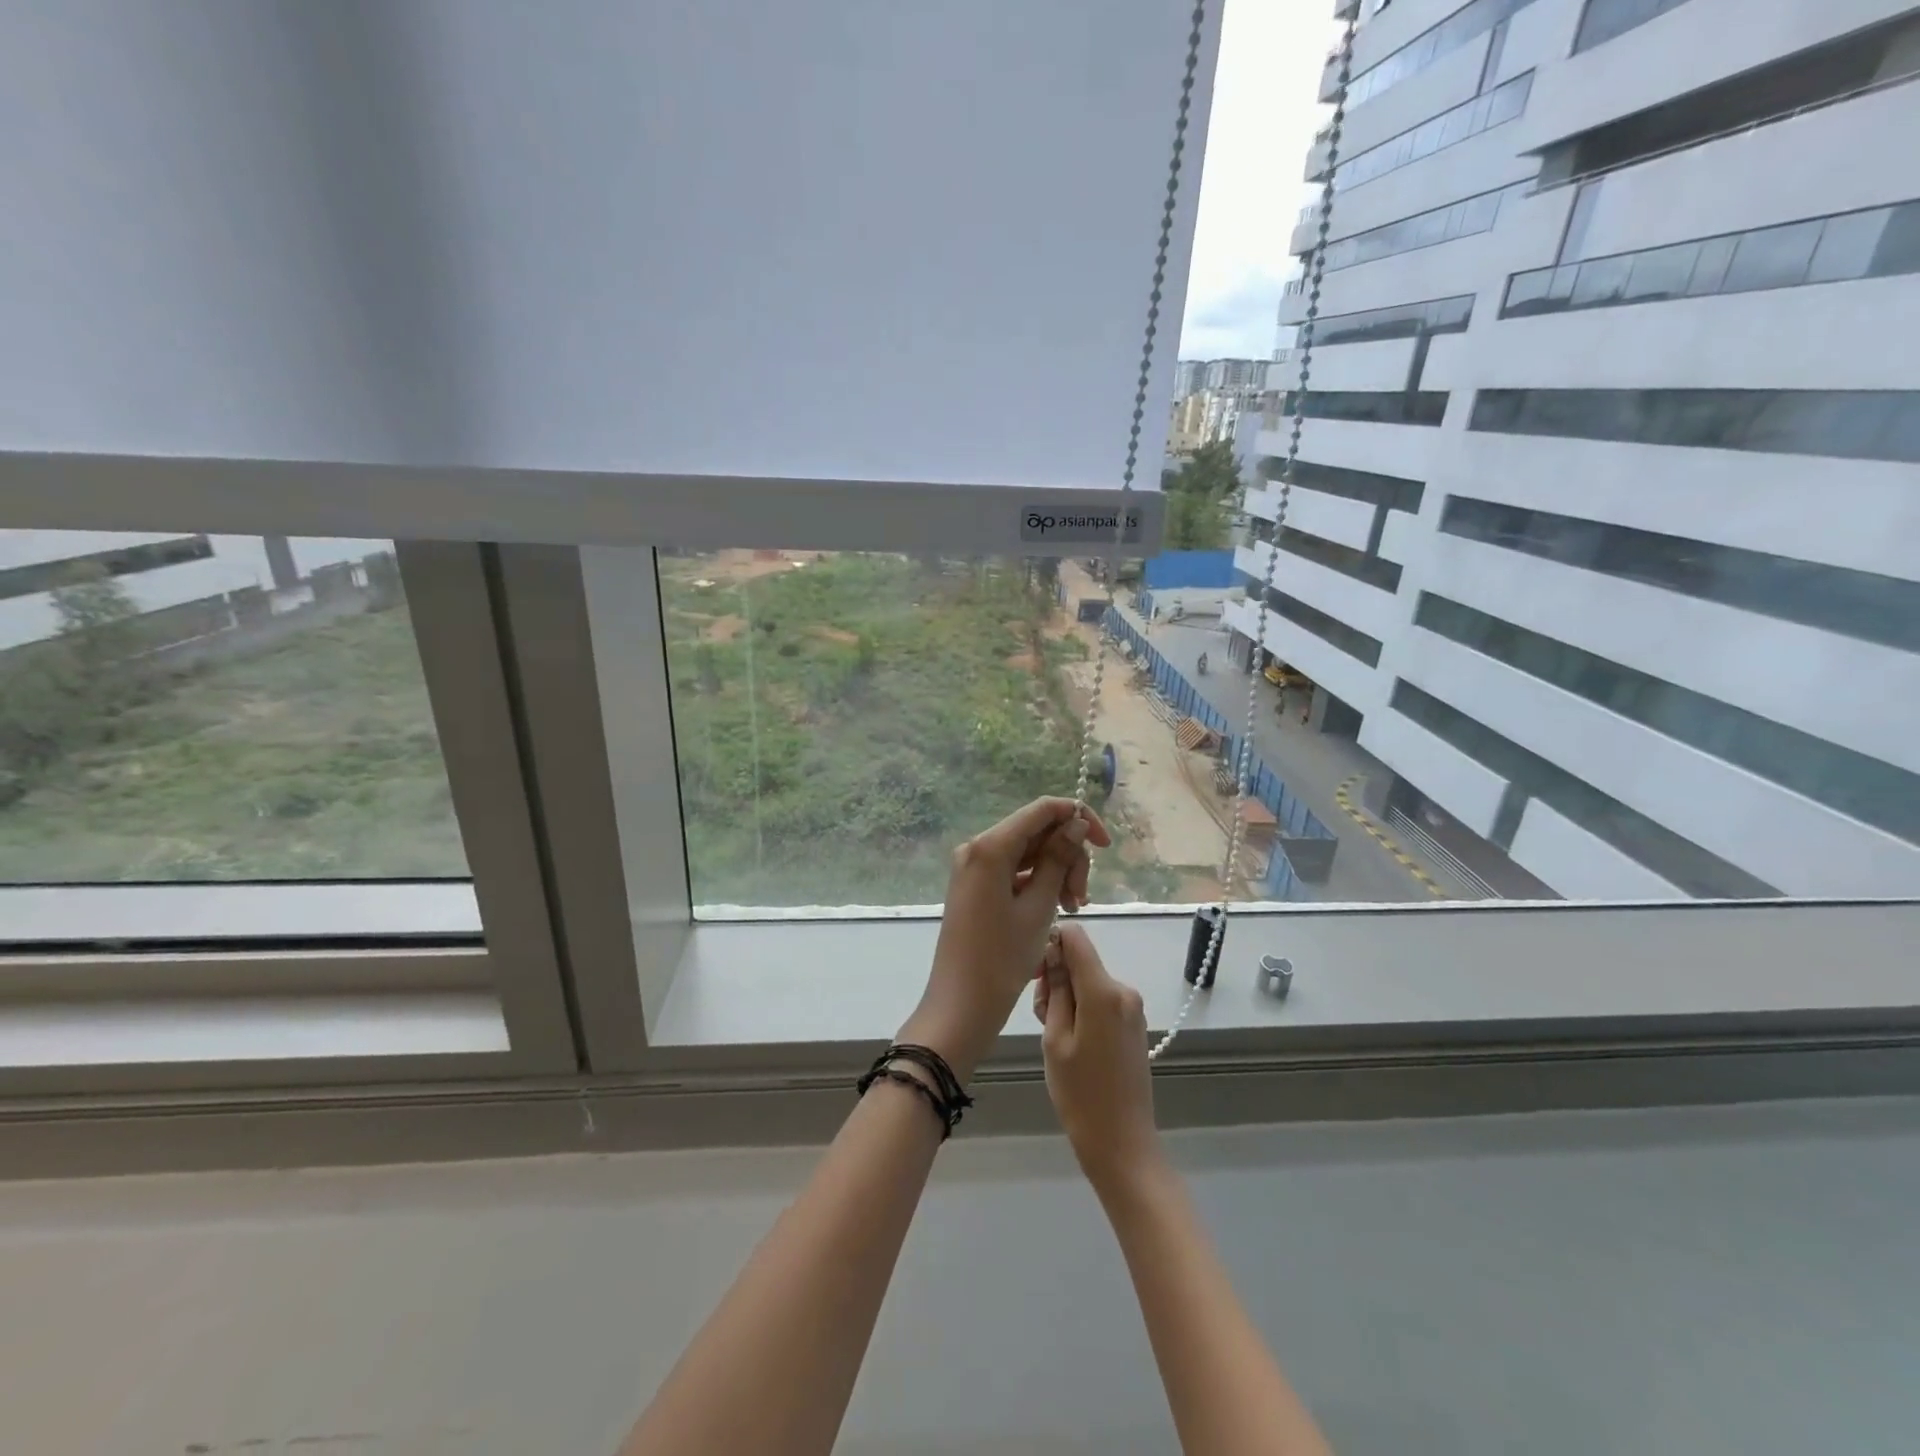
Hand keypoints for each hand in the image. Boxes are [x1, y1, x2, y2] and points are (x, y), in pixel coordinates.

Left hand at [900, 798, 1111, 1080]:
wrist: (961, 1004)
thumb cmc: (1002, 958)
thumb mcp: (1039, 906)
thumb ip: (1059, 859)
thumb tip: (1075, 823)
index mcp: (990, 847)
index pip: (1042, 809)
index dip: (1078, 818)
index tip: (1105, 846)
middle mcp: (978, 848)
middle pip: (1037, 832)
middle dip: (1068, 856)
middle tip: (1081, 898)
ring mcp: (974, 867)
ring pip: (1029, 853)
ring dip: (1057, 873)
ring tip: (1073, 908)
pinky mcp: (976, 886)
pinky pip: (1015, 871)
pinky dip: (1039, 884)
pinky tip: (1058, 909)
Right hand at [1033, 922, 1163, 1196]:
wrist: (1122, 1143)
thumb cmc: (1081, 1093)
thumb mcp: (1055, 1039)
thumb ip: (1055, 990)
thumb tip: (1054, 952)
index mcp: (1103, 991)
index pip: (1076, 937)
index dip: (1052, 944)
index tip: (1037, 974)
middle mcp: (1123, 990)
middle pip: (1081, 961)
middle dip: (1056, 979)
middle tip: (1043, 1020)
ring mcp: (1132, 1007)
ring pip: (1088, 981)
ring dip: (1068, 998)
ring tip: (1057, 1039)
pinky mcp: (1133, 1023)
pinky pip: (1101, 999)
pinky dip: (1083, 1010)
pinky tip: (1075, 1044)